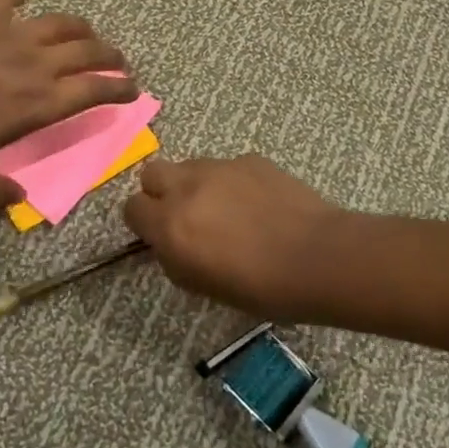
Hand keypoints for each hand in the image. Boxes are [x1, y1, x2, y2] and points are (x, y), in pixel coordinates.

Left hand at [0, 0, 136, 209]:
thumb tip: (17, 202)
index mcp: (40, 101)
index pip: (94, 91)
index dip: (119, 90)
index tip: (133, 90)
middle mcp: (37, 63)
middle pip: (88, 52)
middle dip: (111, 56)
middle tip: (119, 61)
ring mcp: (12, 33)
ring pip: (61, 23)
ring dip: (81, 27)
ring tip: (87, 32)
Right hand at [124, 154, 339, 317]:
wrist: (317, 257)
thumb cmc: (260, 288)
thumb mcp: (203, 286)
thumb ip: (175, 257)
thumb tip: (170, 242)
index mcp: (170, 224)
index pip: (131, 208)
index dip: (143, 222)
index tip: (160, 236)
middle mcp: (187, 187)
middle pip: (152, 173)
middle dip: (160, 192)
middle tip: (185, 216)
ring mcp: (220, 167)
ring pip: (189, 166)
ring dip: (195, 185)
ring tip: (226, 210)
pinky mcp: (250, 159)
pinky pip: (226, 166)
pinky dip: (231, 181)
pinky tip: (257, 204)